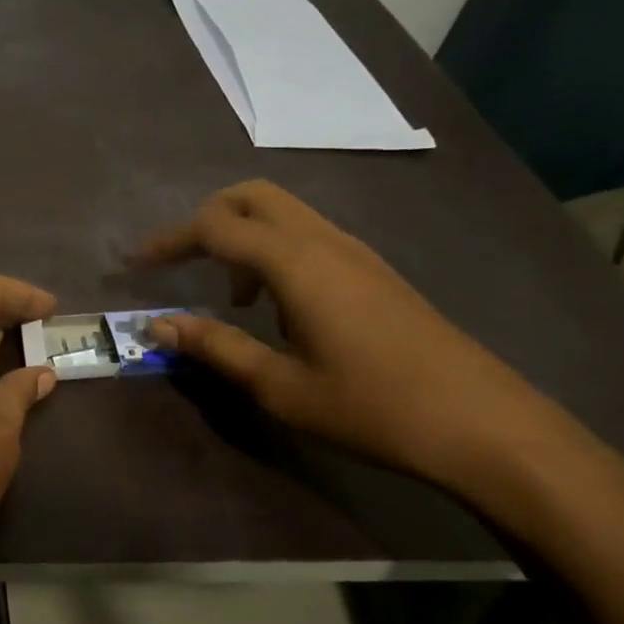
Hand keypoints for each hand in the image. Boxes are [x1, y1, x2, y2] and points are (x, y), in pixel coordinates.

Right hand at [133, 181, 583, 496]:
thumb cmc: (373, 408)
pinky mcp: (375, 272)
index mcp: (295, 263)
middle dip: (207, 218)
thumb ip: (215, 347)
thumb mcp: (279, 386)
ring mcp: (357, 253)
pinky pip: (309, 236)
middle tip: (181, 262)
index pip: (215, 226)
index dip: (169, 240)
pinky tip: (277, 307)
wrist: (487, 427)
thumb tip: (157, 325)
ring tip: (229, 296)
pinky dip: (274, 251)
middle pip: (253, 196)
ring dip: (243, 236)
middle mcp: (324, 242)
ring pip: (284, 213)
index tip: (136, 264)